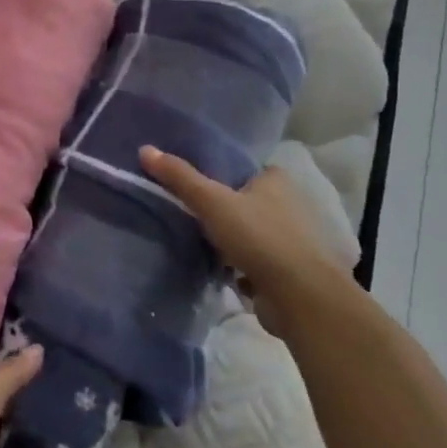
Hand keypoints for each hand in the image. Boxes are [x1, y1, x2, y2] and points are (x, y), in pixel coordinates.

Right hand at [139, 146, 350, 332]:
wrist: (301, 299)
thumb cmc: (259, 237)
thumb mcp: (212, 201)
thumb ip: (179, 177)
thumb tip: (145, 149)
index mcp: (275, 180)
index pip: (242, 168)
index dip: (218, 172)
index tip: (191, 180)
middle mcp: (288, 206)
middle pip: (244, 201)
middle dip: (222, 209)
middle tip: (187, 211)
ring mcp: (290, 242)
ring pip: (249, 234)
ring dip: (229, 241)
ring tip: (196, 240)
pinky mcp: (287, 273)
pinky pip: (255, 263)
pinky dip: (238, 267)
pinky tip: (216, 270)